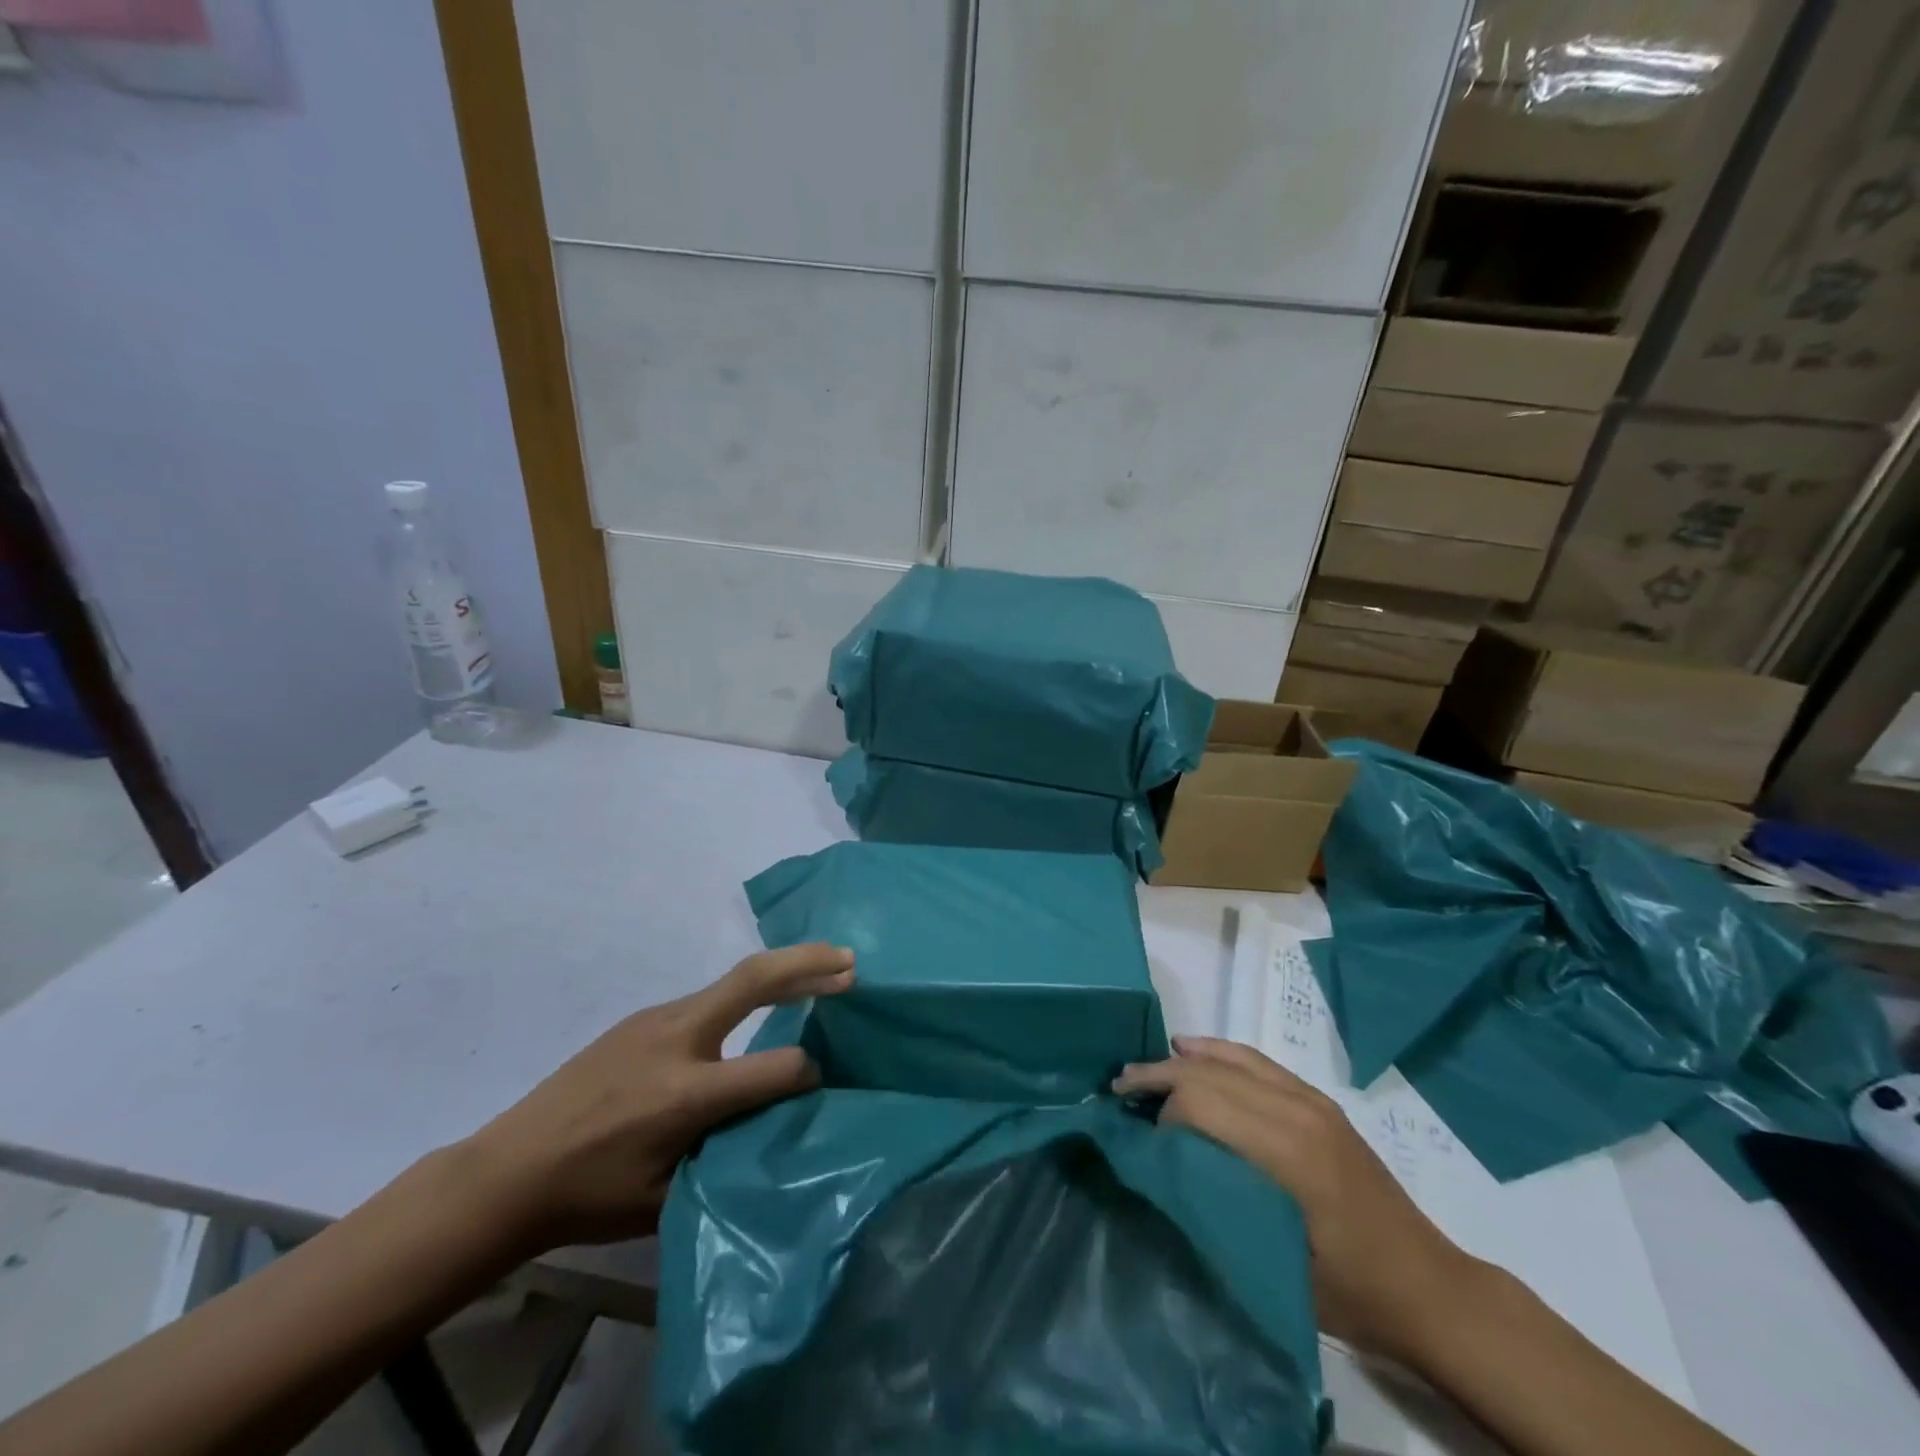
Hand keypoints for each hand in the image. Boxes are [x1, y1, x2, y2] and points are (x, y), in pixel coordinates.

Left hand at [459, 943, 854, 1252]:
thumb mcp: (667, 1194)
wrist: (505, 1171)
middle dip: (808, 963)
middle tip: (851, 960)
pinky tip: (761, 1005)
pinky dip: (748, 992)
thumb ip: (728, 1150)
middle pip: (754, 980)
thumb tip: (776, 1116)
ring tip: (824, 970)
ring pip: (733, 982)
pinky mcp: (644, 1017)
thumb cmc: (588, 1197)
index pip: (774, 1067)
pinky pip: (709, 998)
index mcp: (685, 1094)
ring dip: (783, 971)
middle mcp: (677, 1039)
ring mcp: (657, 1019)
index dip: (809, 1070)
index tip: (826, 1077)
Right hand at [1114, 1035, 1481, 1362]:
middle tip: (1119, 1090)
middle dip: (1160, 1076)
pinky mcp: (1318, 1103)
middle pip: (1211, 1074)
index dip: (1163, 1114)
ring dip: (1183, 1061)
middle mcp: (1298, 1111)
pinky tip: (1190, 1050)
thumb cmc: (1356, 1293)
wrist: (1433, 1289)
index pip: (1205, 1102)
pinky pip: (1256, 1062)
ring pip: (1231, 1059)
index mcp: (1291, 1153)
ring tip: (1142, 1070)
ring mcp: (1311, 1101)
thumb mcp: (1281, 1269)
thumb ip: (1223, 1212)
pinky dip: (1218, 1052)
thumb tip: (1162, 1174)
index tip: (1140, 1140)